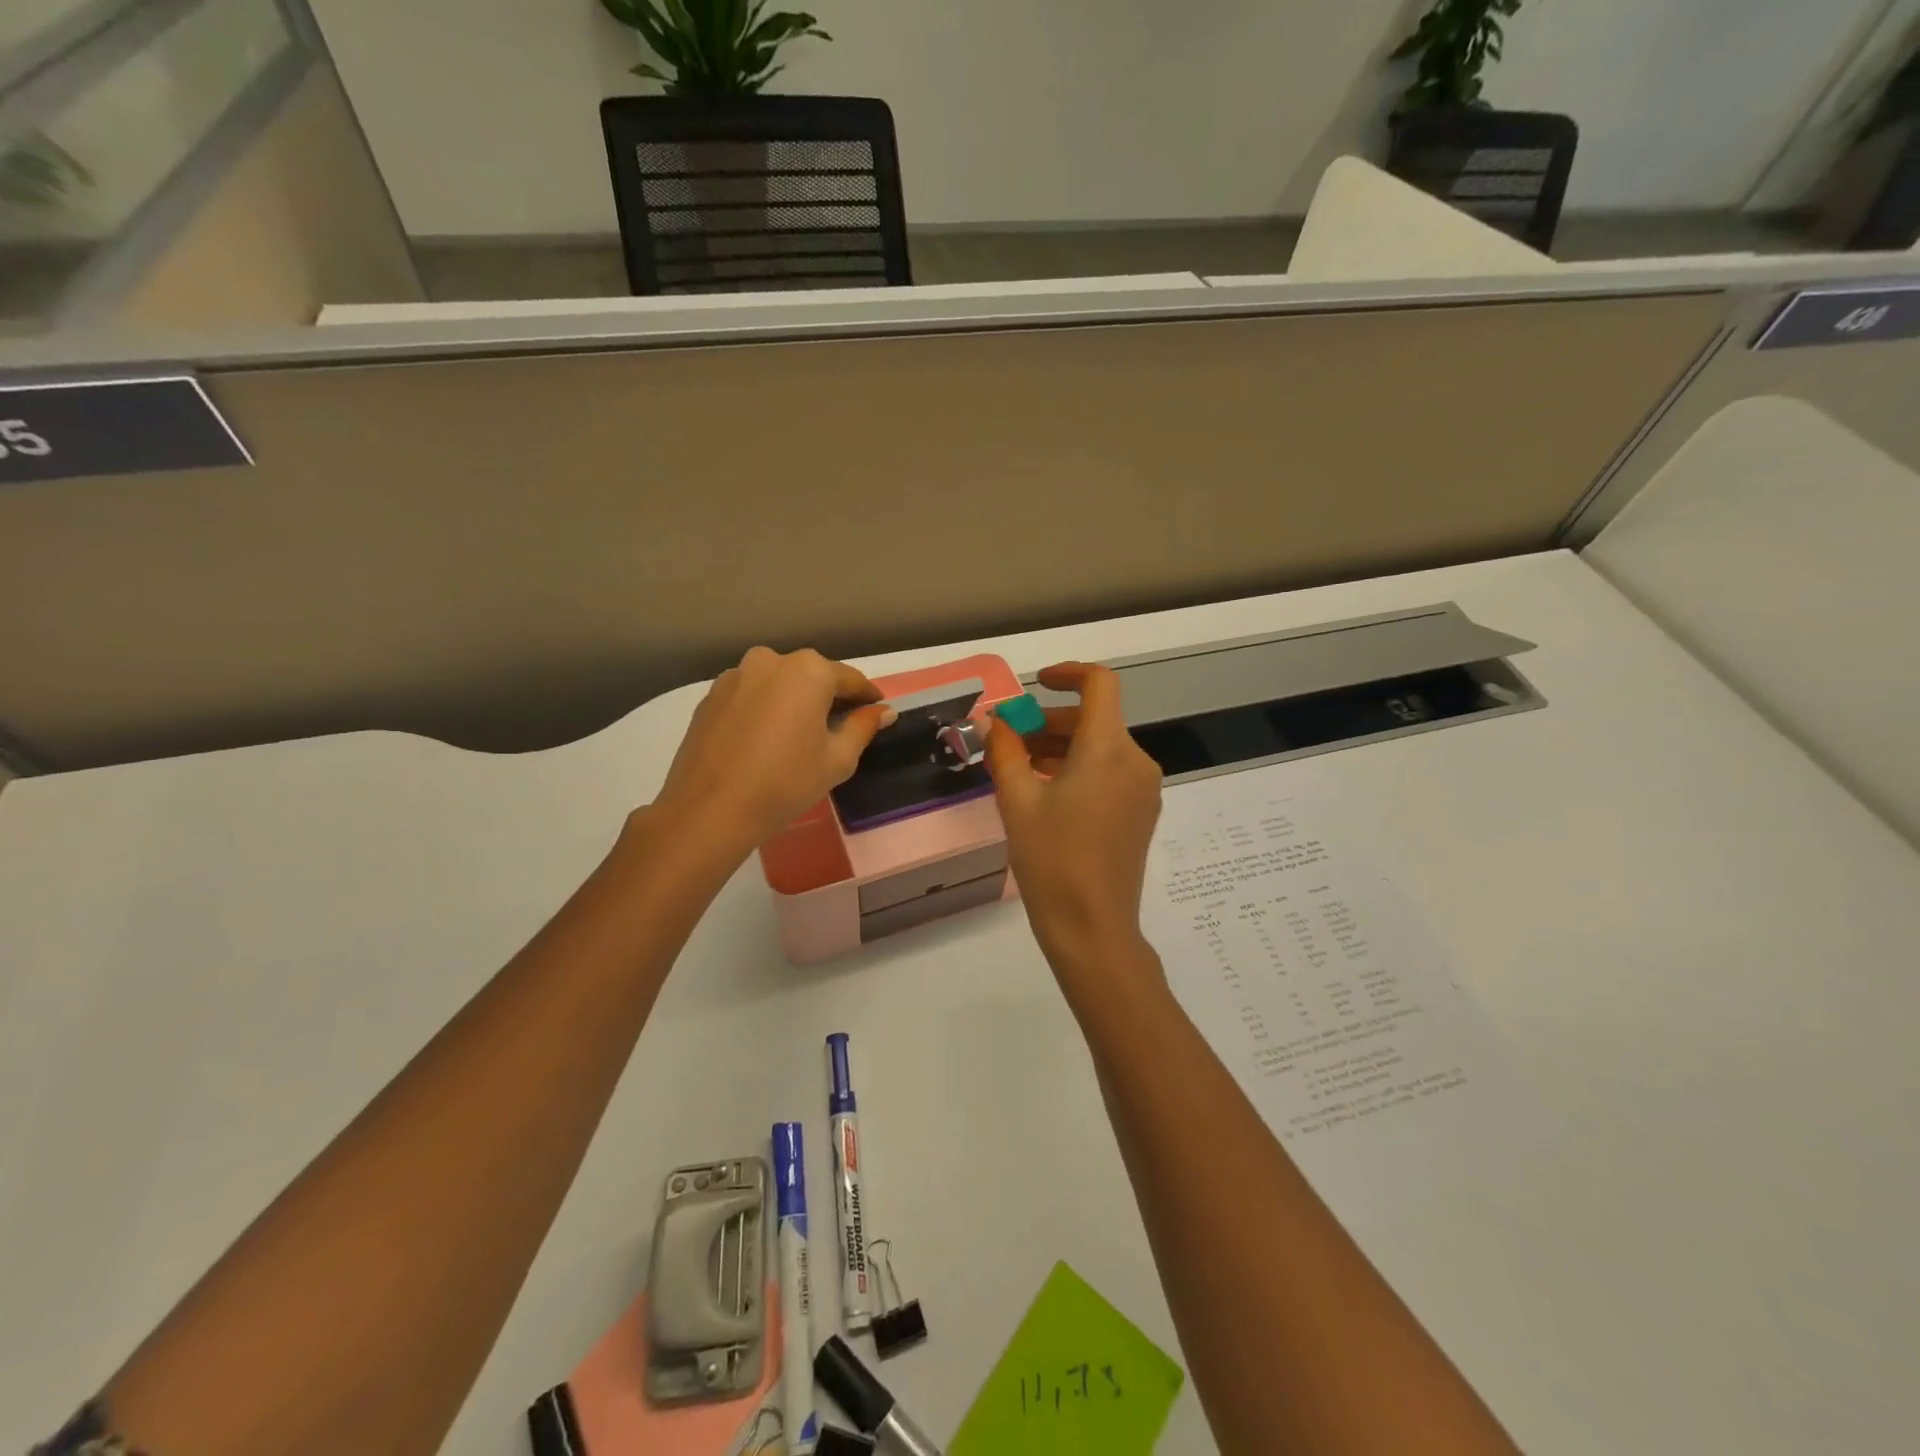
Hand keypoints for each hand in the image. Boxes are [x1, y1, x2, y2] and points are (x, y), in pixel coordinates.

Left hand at [654, 647, 896, 856]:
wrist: (710, 809)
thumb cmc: (786, 782)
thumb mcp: (837, 759)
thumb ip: (863, 727)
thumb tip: (884, 711)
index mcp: (808, 670)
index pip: (850, 679)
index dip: (867, 697)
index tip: (877, 711)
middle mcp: (771, 660)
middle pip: (812, 676)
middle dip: (829, 697)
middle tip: (839, 727)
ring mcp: (736, 675)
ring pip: (778, 683)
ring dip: (794, 701)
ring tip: (799, 735)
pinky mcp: (711, 696)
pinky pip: (751, 695)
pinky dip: (765, 709)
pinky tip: (766, 739)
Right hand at [986, 663, 1164, 976]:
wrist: (1092, 928)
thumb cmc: (1051, 860)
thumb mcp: (1017, 802)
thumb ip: (1004, 751)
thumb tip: (991, 720)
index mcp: (1108, 750)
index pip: (1100, 685)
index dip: (1068, 674)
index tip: (1036, 684)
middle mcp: (1135, 761)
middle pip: (1095, 719)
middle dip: (1049, 722)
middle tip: (1007, 740)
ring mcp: (1143, 789)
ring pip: (1101, 747)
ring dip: (1060, 747)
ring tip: (1017, 768)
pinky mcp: (1141, 813)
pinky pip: (1110, 773)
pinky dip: (1078, 769)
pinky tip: (1045, 793)